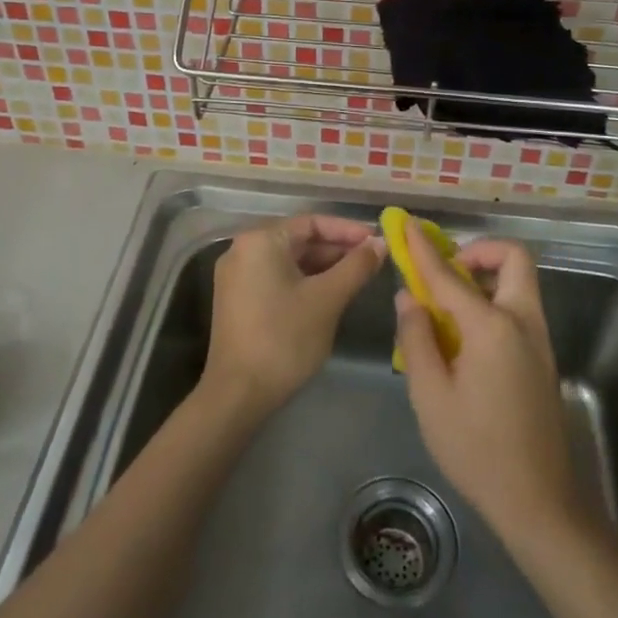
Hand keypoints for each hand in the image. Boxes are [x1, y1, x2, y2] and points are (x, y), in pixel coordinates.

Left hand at [204, 214, 383, 419]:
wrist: (238, 394)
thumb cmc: (285, 339)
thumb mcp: (327, 299)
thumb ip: (356, 266)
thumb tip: (380, 243)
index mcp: (260, 240)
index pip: (312, 222)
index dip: (348, 230)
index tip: (377, 241)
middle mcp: (243, 249)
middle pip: (299, 239)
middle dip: (337, 249)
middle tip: (373, 261)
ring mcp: (237, 276)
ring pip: (289, 260)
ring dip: (323, 267)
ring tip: (358, 278)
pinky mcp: (238, 299)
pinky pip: (277, 278)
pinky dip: (304, 282)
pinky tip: (330, 294)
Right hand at [393, 229, 582, 544]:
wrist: (539, 501)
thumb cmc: (476, 450)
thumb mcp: (430, 396)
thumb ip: (416, 339)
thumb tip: (409, 298)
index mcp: (492, 327)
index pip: (450, 275)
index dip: (424, 250)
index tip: (407, 226)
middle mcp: (523, 322)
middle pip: (513, 260)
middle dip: (478, 251)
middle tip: (445, 271)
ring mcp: (539, 340)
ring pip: (519, 283)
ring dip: (486, 277)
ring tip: (447, 306)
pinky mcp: (543, 359)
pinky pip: (519, 309)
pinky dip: (493, 302)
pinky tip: (465, 338)